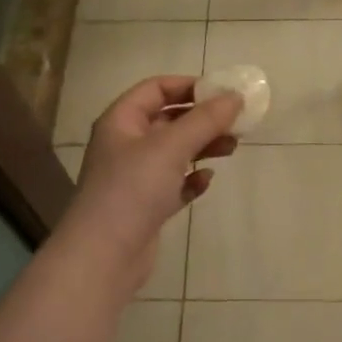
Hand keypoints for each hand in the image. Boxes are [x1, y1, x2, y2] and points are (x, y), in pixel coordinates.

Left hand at [61, 76, 240, 290]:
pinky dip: (192, 179)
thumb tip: (235, 96)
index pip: (155, 89)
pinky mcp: (146, 206)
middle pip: (168, 120)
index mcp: (121, 121)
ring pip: (175, 152)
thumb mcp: (171, 147)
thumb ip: (205, 120)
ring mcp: (135, 177)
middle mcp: (125, 145)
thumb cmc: (133, 190)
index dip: (188, 85)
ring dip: (203, 147)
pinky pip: (174, 183)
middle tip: (236, 123)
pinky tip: (206, 182)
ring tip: (231, 150)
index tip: (222, 93)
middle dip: (202, 119)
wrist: (104, 256)